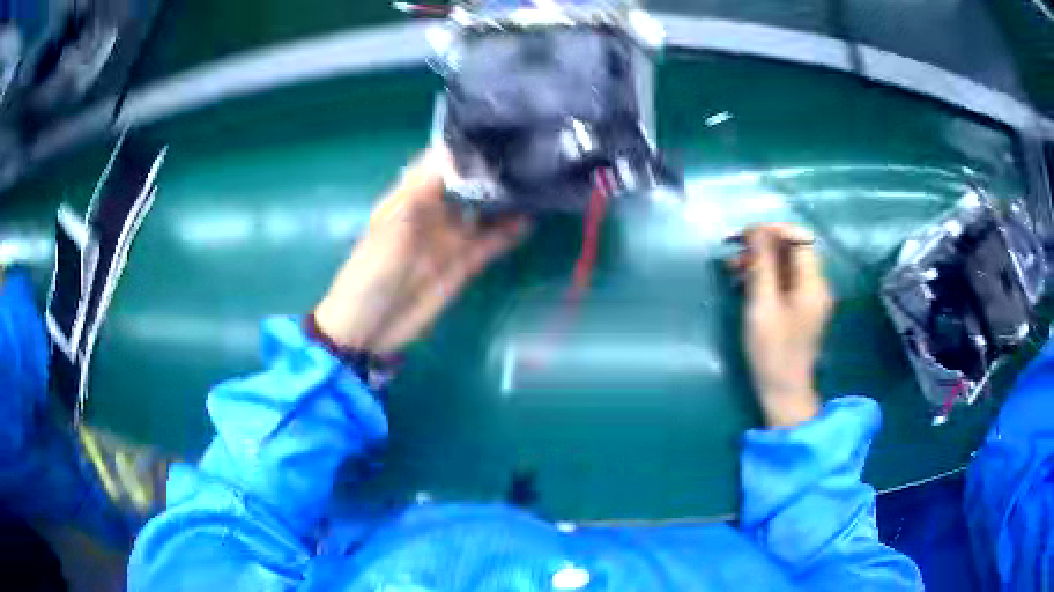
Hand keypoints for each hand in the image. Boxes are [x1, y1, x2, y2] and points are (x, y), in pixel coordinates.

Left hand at [313, 147, 527, 353]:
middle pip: (470, 181)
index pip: (443, 160)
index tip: (501, 129)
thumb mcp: (394, 225)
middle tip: (532, 152)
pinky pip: (492, 241)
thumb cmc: (370, 272)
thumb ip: (425, 189)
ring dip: (508, 198)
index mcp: (411, 194)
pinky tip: (532, 218)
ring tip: (539, 181)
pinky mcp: (464, 263)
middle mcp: (435, 209)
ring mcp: (451, 236)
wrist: (369, 329)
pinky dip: (510, 231)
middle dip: (496, 168)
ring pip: (485, 210)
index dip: (468, 145)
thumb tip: (457, 152)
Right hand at [731, 224, 832, 426]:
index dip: (772, 231)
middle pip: (793, 249)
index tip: (743, 237)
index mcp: (813, 283)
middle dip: (763, 245)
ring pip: (787, 264)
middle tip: (732, 253)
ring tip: (733, 270)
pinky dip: (766, 276)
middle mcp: (817, 285)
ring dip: (761, 261)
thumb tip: (756, 230)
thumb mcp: (762, 306)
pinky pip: (786, 280)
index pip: (798, 237)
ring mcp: (811, 298)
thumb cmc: (772, 351)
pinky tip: (745, 284)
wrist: (784, 392)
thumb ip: (761, 265)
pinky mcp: (802, 308)